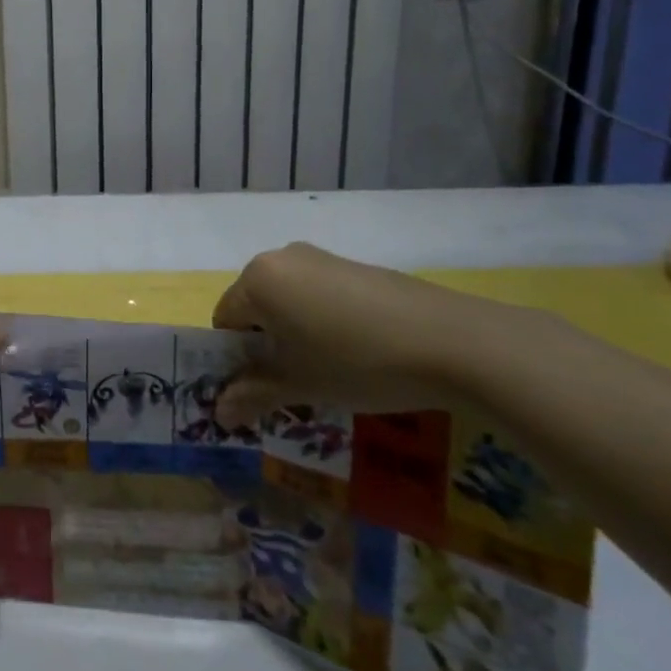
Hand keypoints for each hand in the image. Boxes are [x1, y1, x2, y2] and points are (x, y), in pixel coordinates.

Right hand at [211, 242, 504, 424]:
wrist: (453, 340)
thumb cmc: (357, 361)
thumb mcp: (300, 384)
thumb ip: (253, 394)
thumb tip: (217, 412)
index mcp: (258, 279)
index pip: (225, 320)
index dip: (237, 358)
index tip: (262, 388)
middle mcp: (281, 257)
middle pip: (256, 306)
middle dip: (267, 345)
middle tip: (294, 383)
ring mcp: (321, 257)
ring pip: (290, 300)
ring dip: (296, 334)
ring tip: (331, 370)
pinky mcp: (356, 266)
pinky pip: (321, 294)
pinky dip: (325, 321)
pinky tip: (359, 351)